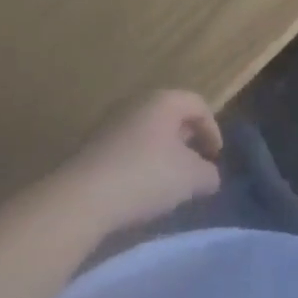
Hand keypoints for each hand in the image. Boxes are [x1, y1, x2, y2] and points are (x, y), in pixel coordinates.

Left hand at [61, 91, 222, 234]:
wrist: (82, 197)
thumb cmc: (145, 176)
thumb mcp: (191, 179)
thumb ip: (209, 174)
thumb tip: (209, 175)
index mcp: (163, 100)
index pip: (198, 104)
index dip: (212, 129)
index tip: (216, 157)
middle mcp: (136, 101)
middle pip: (171, 114)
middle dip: (187, 139)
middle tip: (195, 165)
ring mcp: (110, 121)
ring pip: (147, 131)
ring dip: (162, 152)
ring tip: (168, 181)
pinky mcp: (91, 144)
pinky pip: (126, 146)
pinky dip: (139, 161)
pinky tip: (139, 188)